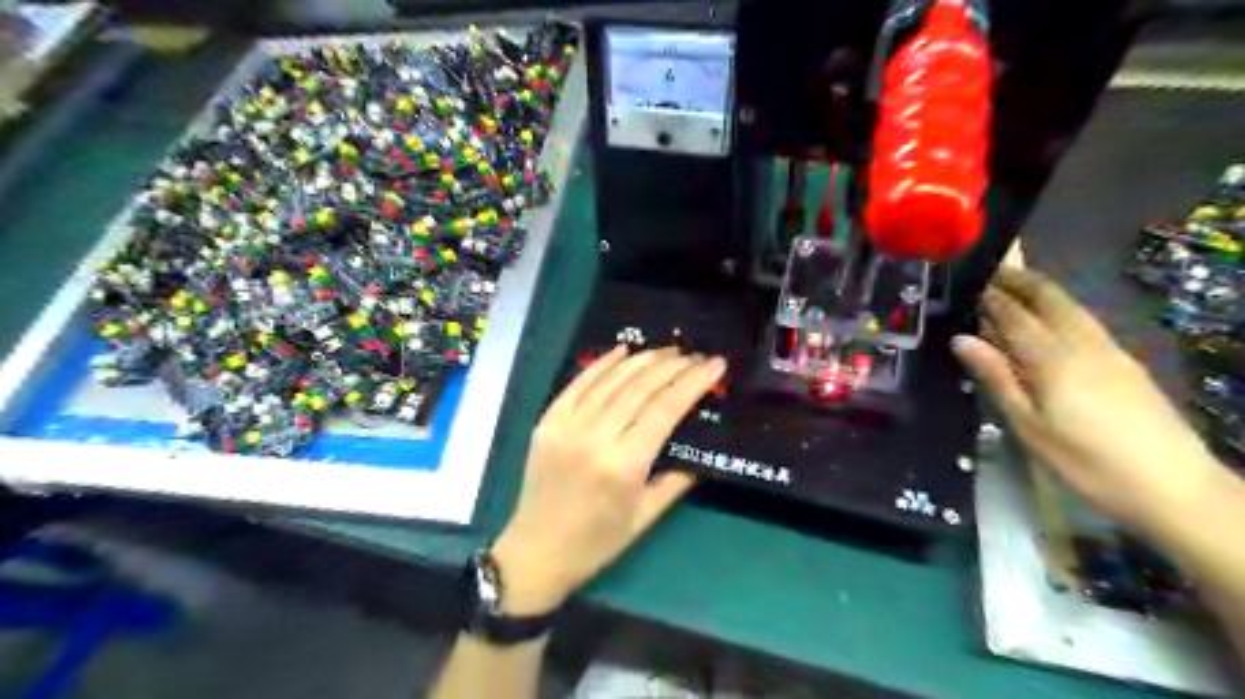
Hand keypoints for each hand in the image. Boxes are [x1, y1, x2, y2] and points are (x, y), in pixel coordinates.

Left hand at [485, 346, 719, 614]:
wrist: (537, 551)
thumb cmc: (597, 542)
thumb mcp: (646, 516)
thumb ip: (677, 478)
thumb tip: (701, 446)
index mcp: (624, 464)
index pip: (665, 409)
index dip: (692, 383)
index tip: (714, 364)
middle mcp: (595, 436)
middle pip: (640, 388)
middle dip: (673, 367)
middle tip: (696, 355)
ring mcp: (568, 425)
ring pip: (612, 380)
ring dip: (643, 360)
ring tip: (668, 351)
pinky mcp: (548, 420)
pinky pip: (578, 383)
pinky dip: (602, 364)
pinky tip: (622, 350)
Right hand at [955, 267, 1217, 529]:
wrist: (1175, 487)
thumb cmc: (1086, 462)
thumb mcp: (1029, 426)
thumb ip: (997, 378)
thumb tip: (962, 340)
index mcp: (1053, 359)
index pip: (1015, 316)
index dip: (991, 297)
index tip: (970, 281)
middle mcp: (1083, 344)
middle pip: (1050, 299)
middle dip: (1021, 281)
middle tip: (993, 270)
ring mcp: (1110, 351)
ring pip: (1072, 307)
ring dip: (1042, 292)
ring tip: (1017, 286)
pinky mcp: (1126, 363)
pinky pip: (1086, 322)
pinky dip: (1061, 309)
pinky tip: (1053, 320)